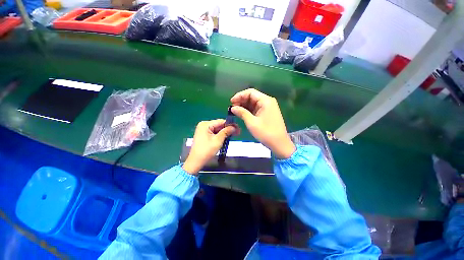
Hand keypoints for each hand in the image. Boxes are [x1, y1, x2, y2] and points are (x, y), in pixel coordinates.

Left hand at [183, 119, 238, 174]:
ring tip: (234, 135)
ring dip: (225, 132)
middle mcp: (203, 125)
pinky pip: (214, 133)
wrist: (196, 162)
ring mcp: (203, 130)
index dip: (231, 124)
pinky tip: (227, 137)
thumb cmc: (206, 151)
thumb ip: (226, 132)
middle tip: (238, 132)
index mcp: (205, 124)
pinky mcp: (204, 135)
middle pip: (219, 125)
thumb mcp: (218, 140)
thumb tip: (234, 127)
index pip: (221, 121)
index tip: (238, 128)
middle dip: (228, 129)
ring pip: (217, 129)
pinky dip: (220, 135)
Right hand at [230, 89, 294, 158]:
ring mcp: (268, 108)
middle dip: (241, 101)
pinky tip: (242, 114)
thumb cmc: (266, 133)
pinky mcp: (267, 114)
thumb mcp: (251, 122)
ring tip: (235, 111)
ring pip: (253, 103)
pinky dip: (248, 111)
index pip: (250, 92)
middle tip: (232, 108)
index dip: (239, 96)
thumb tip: (233, 108)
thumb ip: (242, 113)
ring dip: (244, 106)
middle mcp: (267, 102)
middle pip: (252, 97)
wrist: (279, 144)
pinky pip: (256, 109)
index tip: (231, 102)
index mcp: (265, 101)